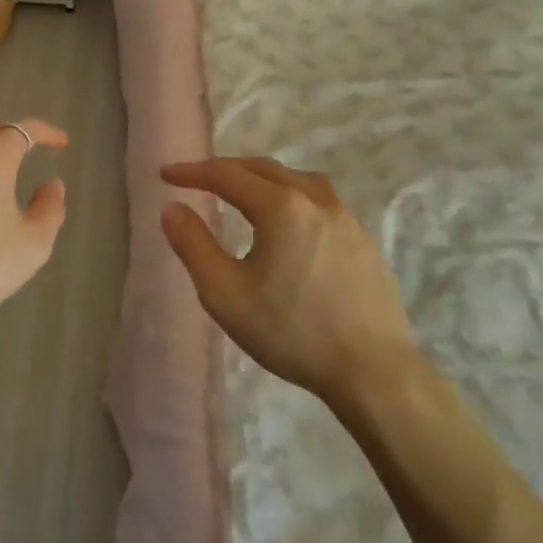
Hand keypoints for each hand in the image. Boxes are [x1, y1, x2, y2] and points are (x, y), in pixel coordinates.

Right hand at [160, 158, 420, 417]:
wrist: (376, 373)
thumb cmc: (293, 333)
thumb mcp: (225, 294)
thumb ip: (193, 245)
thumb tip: (172, 208)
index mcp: (281, 206)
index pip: (226, 175)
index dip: (192, 172)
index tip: (165, 174)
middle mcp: (315, 199)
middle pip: (262, 169)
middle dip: (224, 170)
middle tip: (196, 179)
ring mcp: (346, 217)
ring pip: (295, 179)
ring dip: (261, 178)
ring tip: (241, 192)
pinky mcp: (363, 239)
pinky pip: (319, 198)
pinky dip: (290, 194)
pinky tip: (288, 221)